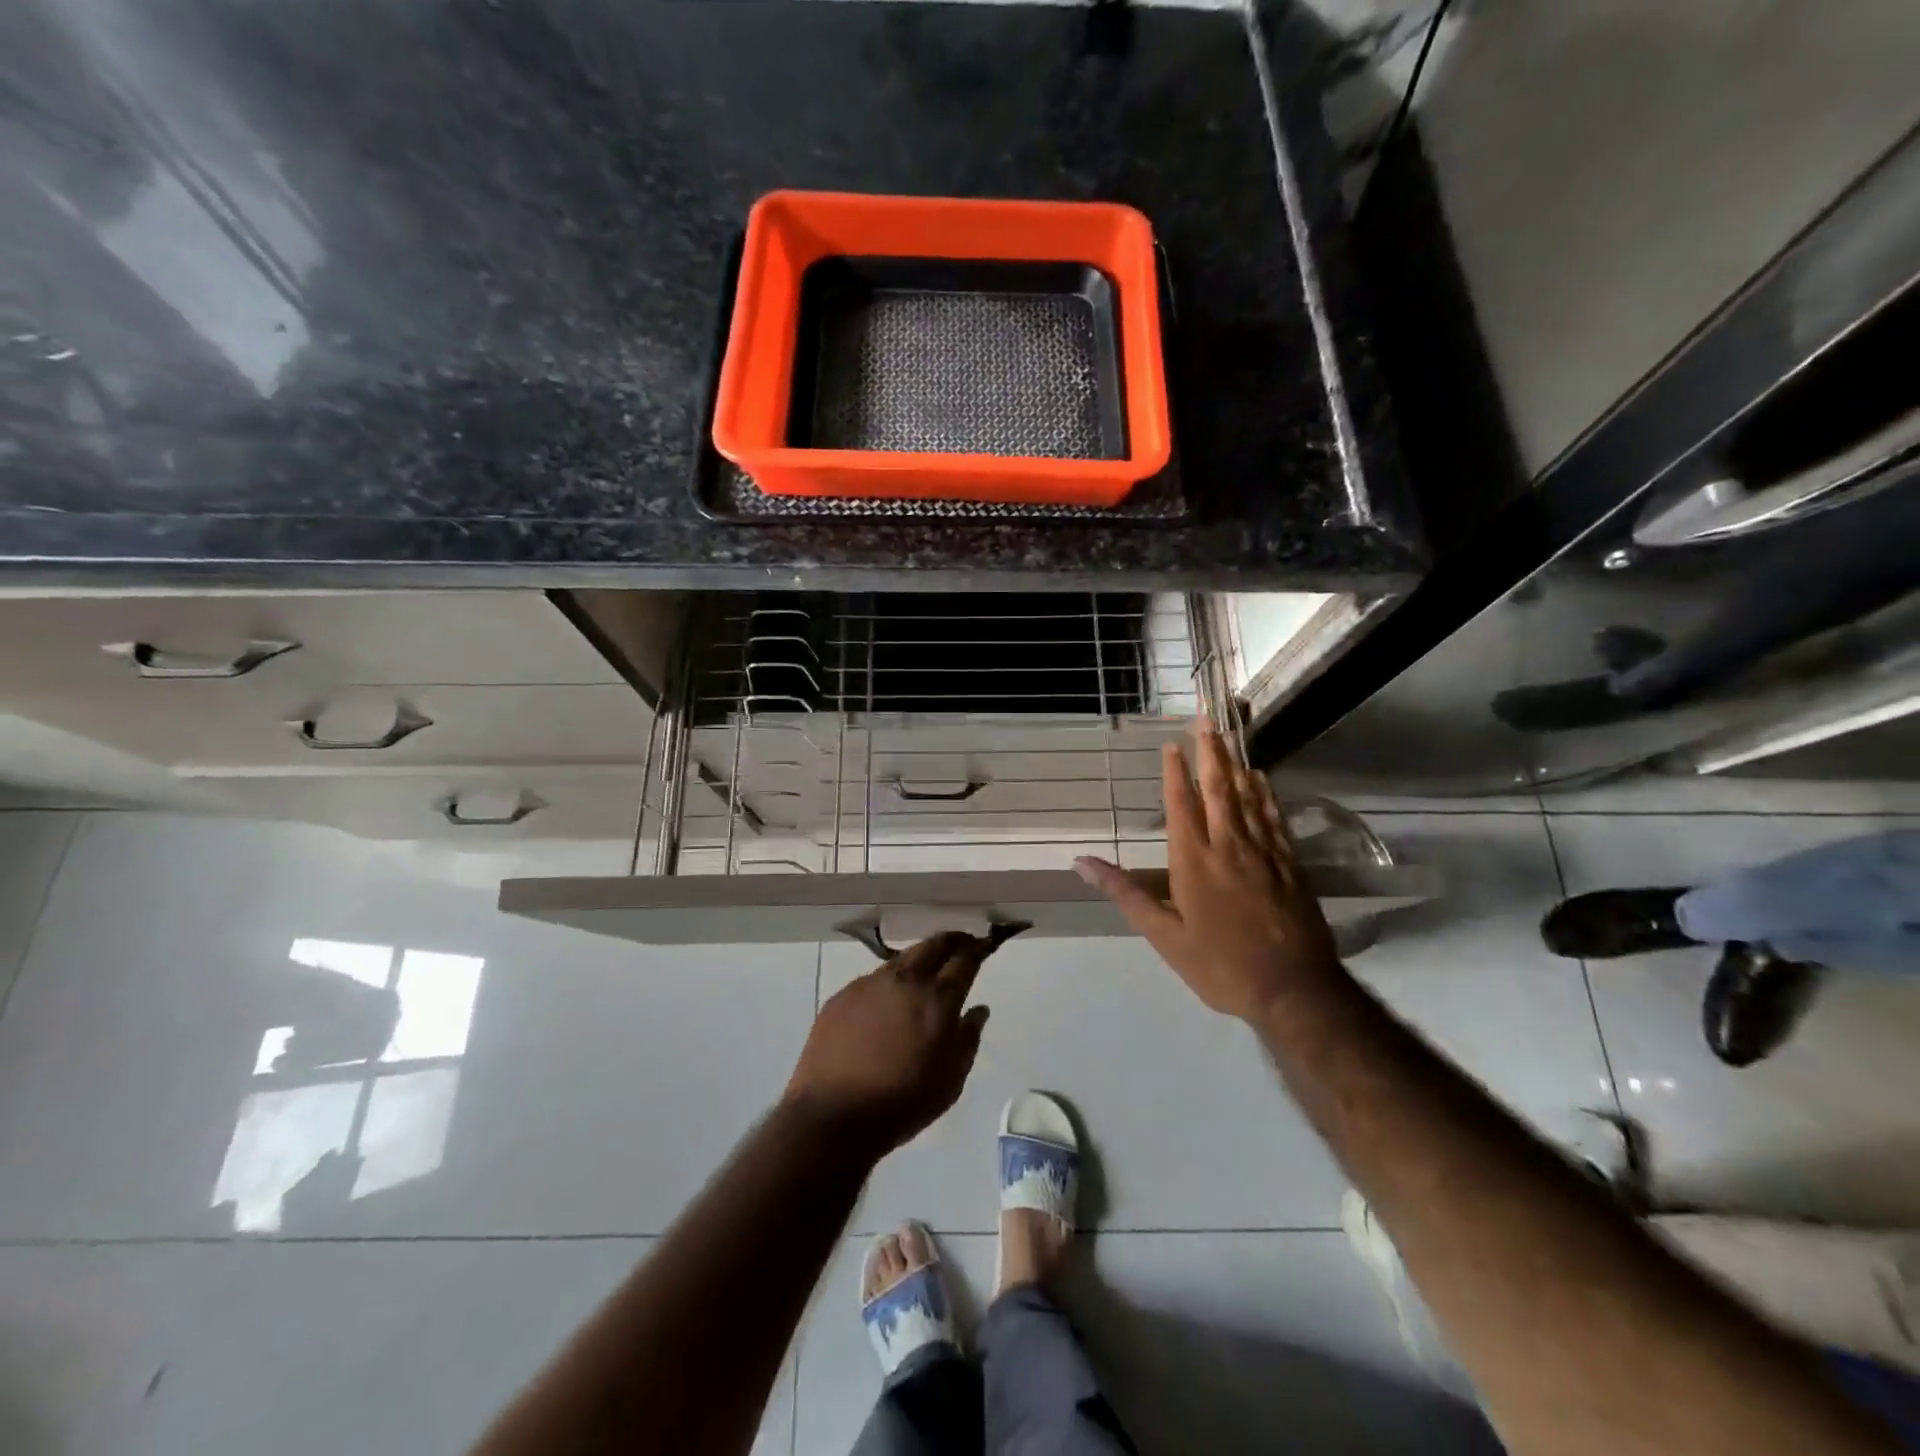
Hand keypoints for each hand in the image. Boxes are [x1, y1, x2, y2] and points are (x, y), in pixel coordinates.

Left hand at [782, 932, 990, 1154]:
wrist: (833, 1116)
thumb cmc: (902, 1104)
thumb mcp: (950, 1081)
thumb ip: (968, 1039)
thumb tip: (978, 1010)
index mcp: (938, 999)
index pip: (965, 959)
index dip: (977, 949)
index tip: (983, 946)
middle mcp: (906, 980)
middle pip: (934, 944)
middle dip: (952, 940)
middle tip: (961, 945)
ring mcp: (871, 983)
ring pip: (903, 957)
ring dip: (920, 958)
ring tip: (925, 971)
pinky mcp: (843, 994)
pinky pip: (874, 978)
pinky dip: (890, 981)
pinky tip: (887, 1001)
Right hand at [1076, 724, 1341, 1021]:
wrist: (1293, 990)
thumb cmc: (1219, 965)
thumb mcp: (1163, 936)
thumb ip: (1125, 893)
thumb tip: (1081, 862)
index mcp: (1194, 861)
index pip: (1182, 805)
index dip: (1176, 773)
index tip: (1171, 744)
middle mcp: (1229, 846)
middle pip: (1219, 790)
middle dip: (1209, 753)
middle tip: (1205, 720)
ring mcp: (1264, 853)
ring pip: (1248, 798)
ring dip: (1236, 764)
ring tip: (1228, 737)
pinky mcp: (1290, 865)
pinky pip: (1275, 819)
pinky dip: (1266, 794)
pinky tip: (1262, 780)